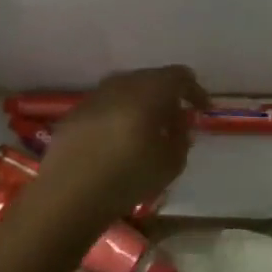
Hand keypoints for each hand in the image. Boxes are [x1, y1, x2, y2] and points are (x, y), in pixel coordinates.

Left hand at [28, 66, 208, 224]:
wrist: (68, 195)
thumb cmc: (128, 177)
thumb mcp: (172, 163)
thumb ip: (182, 137)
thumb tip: (178, 123)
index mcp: (149, 90)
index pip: (180, 76)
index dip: (195, 91)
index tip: (203, 110)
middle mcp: (121, 84)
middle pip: (152, 79)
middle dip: (168, 96)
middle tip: (177, 120)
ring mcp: (94, 96)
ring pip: (127, 90)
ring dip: (142, 104)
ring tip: (148, 130)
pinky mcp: (75, 113)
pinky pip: (106, 105)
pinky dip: (119, 115)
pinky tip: (119, 139)